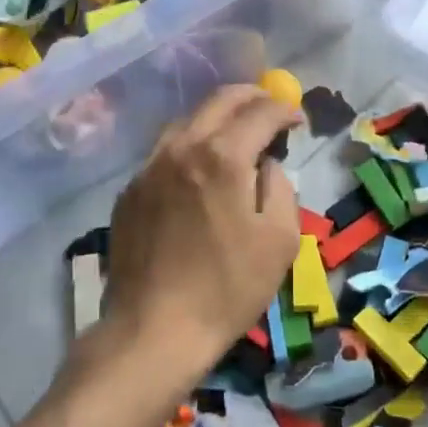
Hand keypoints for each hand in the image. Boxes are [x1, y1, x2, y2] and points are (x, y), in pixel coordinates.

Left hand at [103, 84, 303, 377]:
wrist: (153, 330)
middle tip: (270, 107)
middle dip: (251, 97)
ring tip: (236, 131)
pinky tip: (198, 167)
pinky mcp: (130, 189)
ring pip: (187, 120)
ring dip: (217, 116)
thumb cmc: (227, 288)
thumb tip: (265, 163)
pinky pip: (165, 150)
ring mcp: (150, 166)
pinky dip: (190, 144)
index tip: (297, 119)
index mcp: (222, 157)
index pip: (260, 112)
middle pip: (219, 100)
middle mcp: (182, 148)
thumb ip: (279, 187)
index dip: (284, 109)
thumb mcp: (280, 240)